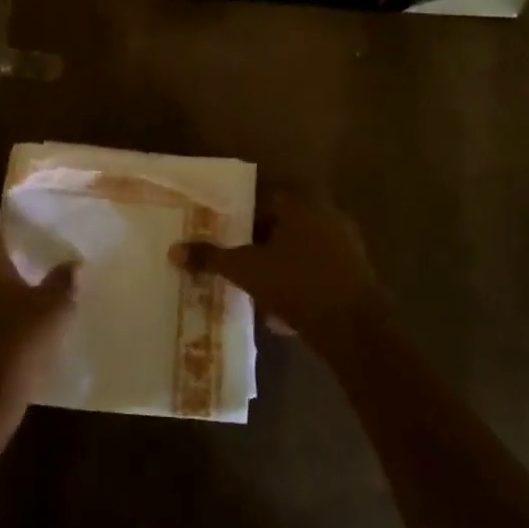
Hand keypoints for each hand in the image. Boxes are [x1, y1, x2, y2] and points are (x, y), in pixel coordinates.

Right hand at [170, 194, 386, 359]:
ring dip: (278, 265)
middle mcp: (325, 212)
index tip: (222, 236)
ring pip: (298, 248)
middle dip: (258, 243)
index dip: (238, 218)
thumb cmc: (298, 284)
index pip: (261, 198)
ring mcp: (344, 241)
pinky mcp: (355, 270)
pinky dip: (298, 282)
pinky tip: (283, 310)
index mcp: (300, 201)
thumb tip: (173, 250)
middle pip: (280, 223)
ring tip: (255, 289)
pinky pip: (316, 269)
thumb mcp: (246, 270)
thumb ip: (211, 257)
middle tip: (235, 262)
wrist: (355, 329)